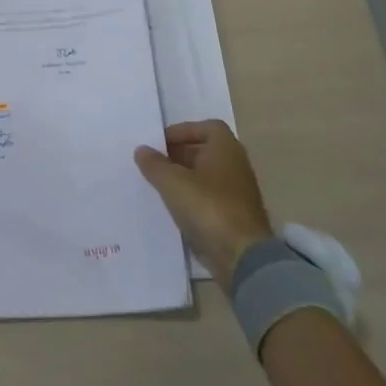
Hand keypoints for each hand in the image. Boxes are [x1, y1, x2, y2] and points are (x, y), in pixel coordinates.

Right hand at [134, 120, 275, 289]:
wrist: (243, 257)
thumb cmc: (208, 208)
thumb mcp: (172, 182)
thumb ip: (154, 164)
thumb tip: (142, 150)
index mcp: (226, 148)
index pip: (207, 127)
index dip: (183, 131)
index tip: (160, 143)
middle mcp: (236, 165)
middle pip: (205, 151)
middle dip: (179, 155)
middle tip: (155, 163)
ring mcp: (238, 193)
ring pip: (207, 176)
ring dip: (184, 178)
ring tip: (159, 185)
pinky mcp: (235, 217)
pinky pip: (209, 199)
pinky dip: (192, 198)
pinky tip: (173, 208)